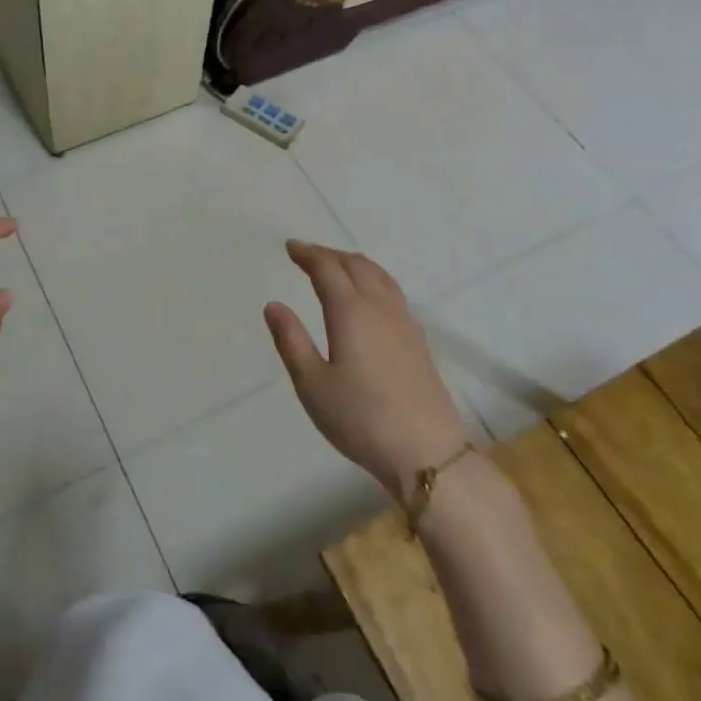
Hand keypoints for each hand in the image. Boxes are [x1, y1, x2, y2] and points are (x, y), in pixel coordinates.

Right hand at [264, 240, 473, 498]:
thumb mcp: (312, 384)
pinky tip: (370, 296)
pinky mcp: (418, 341)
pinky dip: (374, 279)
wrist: (426, 453)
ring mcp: (404, 323)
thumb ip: (291, 340)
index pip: (328, 270)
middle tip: (307, 254)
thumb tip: (273, 305)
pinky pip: (393, 292)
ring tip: (337, 266)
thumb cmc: (360, 418)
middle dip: (330, 255)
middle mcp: (380, 308)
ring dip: (354, 263)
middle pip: (356, 265)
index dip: (308, 255)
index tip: (291, 247)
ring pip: (380, 276)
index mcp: (351, 312)